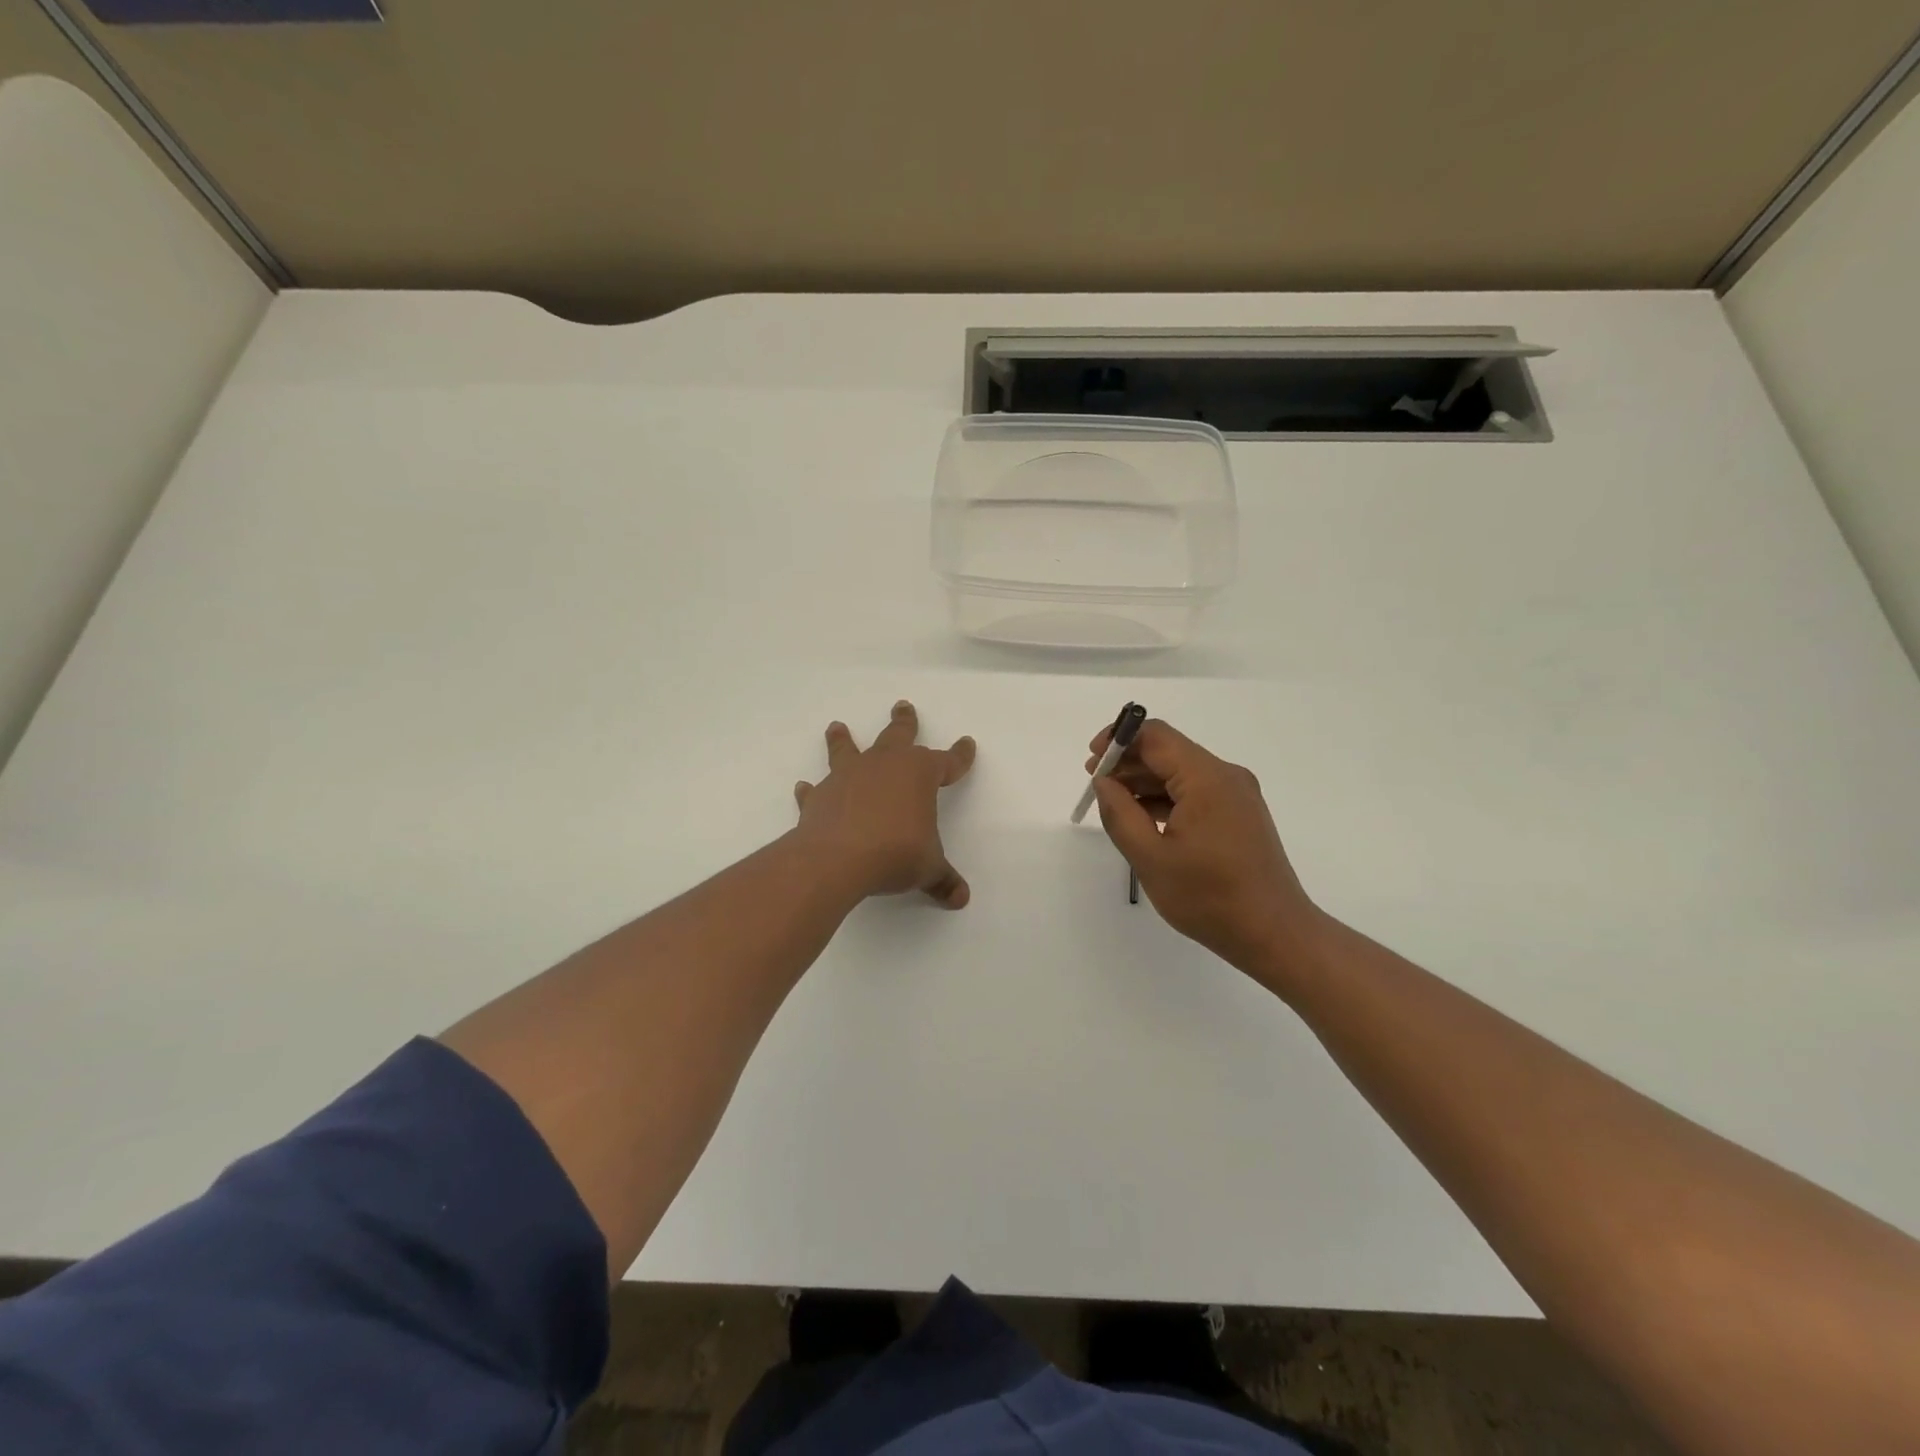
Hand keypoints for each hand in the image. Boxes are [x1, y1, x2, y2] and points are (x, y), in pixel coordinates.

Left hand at [793, 701, 976, 907]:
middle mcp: (884, 765)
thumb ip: (943, 879)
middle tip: (902, 706)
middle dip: (904, 722)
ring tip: (837, 727)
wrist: (837, 858)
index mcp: (919, 774)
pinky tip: (804, 788)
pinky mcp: (821, 796)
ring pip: (848, 750)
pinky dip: (812, 790)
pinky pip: (817, 789)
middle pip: (897, 736)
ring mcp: (849, 777)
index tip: (967, 744)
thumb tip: (961, 898)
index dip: (959, 756)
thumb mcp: (927, 868)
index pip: (947, 761)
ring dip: (843, 739)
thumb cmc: (895, 853)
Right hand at [1088, 719, 1322, 986]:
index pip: (1156, 736)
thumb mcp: (1151, 858)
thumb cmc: (1209, 897)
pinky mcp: (1239, 814)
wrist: (1273, 934)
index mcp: (1207, 779)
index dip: (1119, 739)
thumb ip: (1120, 814)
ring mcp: (1236, 795)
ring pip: (1181, 772)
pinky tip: (1143, 818)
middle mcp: (1226, 776)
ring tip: (1113, 803)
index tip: (1092, 761)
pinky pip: (1195, 792)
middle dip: (1129, 762)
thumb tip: (1104, 782)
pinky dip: (1166, 798)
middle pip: (1169, 751)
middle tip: (1095, 783)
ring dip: (1145, 781)